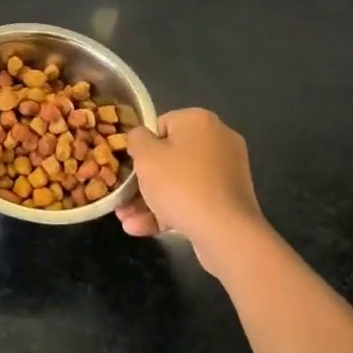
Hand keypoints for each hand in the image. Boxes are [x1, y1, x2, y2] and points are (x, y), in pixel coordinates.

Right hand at [116, 108, 271, 276]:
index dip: (142, 146)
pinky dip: (170, 211)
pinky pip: (194, 199)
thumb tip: (141, 137)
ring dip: (151, 200)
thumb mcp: (145, 156)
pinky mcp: (229, 200)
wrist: (225, 231)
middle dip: (144, 181)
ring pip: (180, 182)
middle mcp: (218, 141)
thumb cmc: (180, 184)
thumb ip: (136, 139)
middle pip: (170, 156)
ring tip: (126, 220)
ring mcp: (227, 172)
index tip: (130, 166)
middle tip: (123, 198)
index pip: (161, 125)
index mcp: (199, 121)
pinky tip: (141, 228)